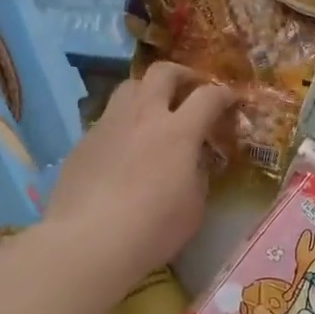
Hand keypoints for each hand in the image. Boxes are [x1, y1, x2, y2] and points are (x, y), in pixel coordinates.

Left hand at [44, 62, 235, 279]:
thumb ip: (198, 175)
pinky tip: (124, 146)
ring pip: (130, 86)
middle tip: (191, 88)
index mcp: (178, 131)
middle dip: (183, 75)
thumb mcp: (194, 206)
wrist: (88, 241)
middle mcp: (143, 116)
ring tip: (154, 109)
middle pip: (163, 72)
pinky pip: (108, 117)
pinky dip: (124, 122)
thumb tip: (194, 161)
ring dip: (148, 90)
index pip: (208, 96)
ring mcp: (109, 124)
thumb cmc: (153, 228)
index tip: (231, 99)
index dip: (224, 94)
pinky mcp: (83, 141)